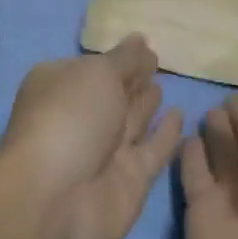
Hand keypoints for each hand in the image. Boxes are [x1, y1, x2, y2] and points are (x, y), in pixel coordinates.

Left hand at [0, 36, 183, 238]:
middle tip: (157, 61)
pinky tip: (179, 116)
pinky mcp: (129, 178)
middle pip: (111, 93)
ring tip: (164, 84)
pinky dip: (165, 134)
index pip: (92, 66)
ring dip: (146, 103)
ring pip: (131, 120)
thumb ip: (124, 59)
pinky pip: (152, 150)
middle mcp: (80, 116)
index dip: (116, 57)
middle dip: (131, 78)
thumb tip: (139, 40)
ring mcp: (104, 150)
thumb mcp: (97, 73)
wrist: (58, 198)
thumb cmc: (70, 118)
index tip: (143, 45)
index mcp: (60, 85)